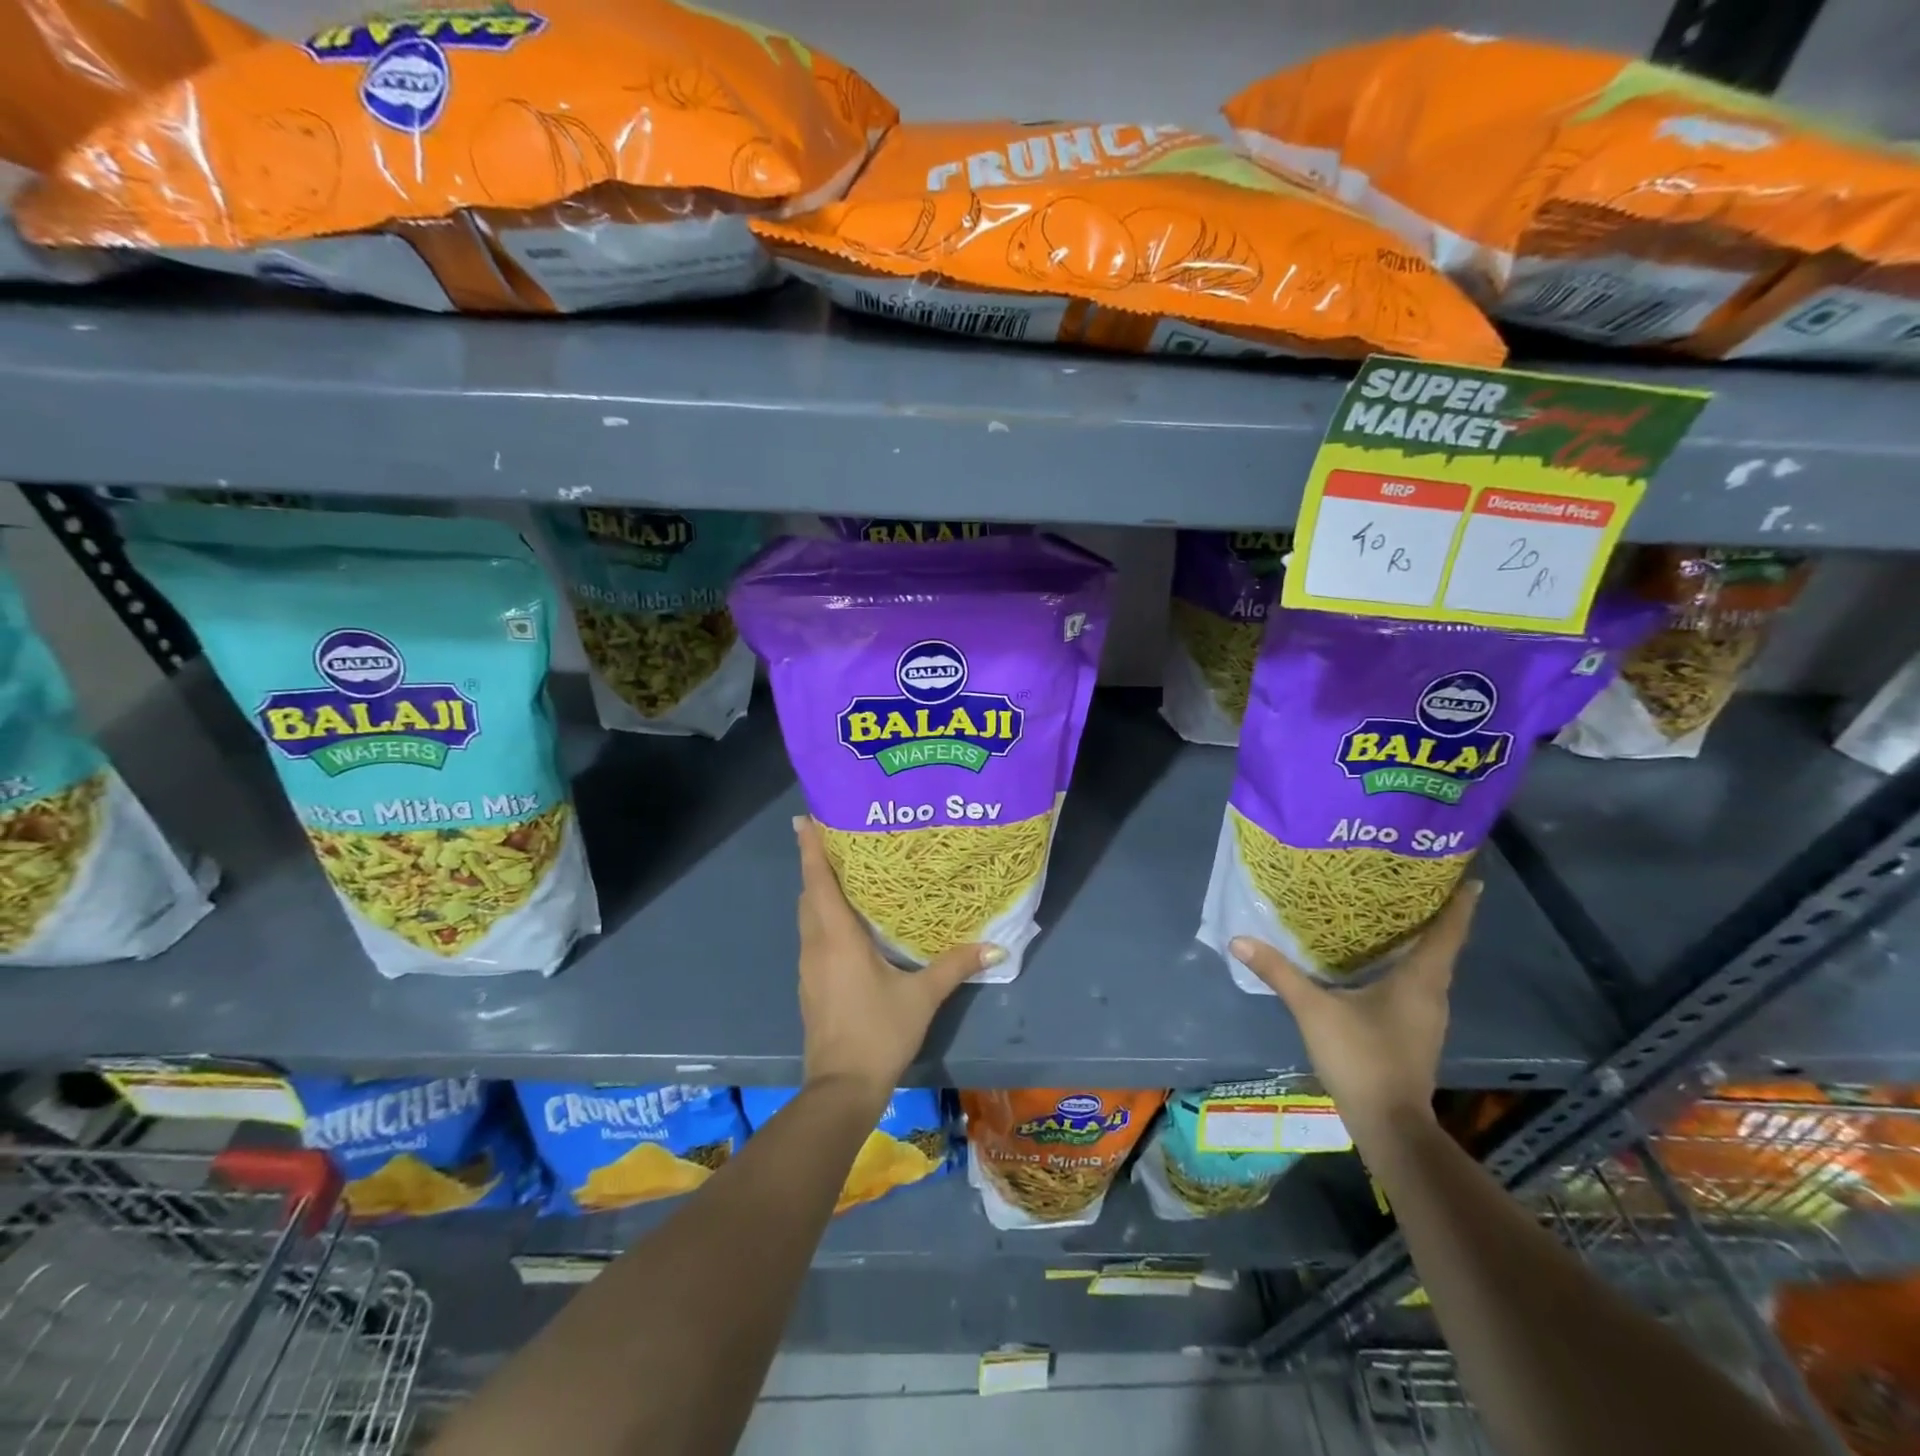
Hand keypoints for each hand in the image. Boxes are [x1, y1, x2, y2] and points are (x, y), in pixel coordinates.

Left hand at [793, 815, 1001, 1097]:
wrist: (841, 1088)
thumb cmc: (879, 1032)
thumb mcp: (922, 997)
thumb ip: (955, 966)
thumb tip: (995, 946)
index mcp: (837, 937)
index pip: (818, 881)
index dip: (810, 848)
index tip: (804, 818)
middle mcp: (816, 945)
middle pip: (809, 894)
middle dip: (817, 864)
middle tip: (837, 838)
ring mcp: (809, 967)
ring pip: (808, 916)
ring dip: (818, 892)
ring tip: (845, 873)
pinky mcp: (811, 985)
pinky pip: (813, 937)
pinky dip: (823, 918)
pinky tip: (846, 923)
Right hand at [1229, 880, 1481, 1141]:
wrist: (1388, 1124)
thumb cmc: (1361, 1058)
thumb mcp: (1314, 1010)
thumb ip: (1279, 973)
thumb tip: (1239, 940)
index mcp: (1420, 980)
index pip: (1448, 932)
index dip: (1459, 904)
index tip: (1468, 877)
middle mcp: (1432, 994)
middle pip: (1440, 946)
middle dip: (1431, 915)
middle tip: (1410, 883)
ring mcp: (1427, 1017)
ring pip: (1427, 967)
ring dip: (1417, 942)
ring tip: (1390, 915)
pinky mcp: (1415, 1032)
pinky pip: (1416, 986)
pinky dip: (1404, 966)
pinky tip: (1377, 963)